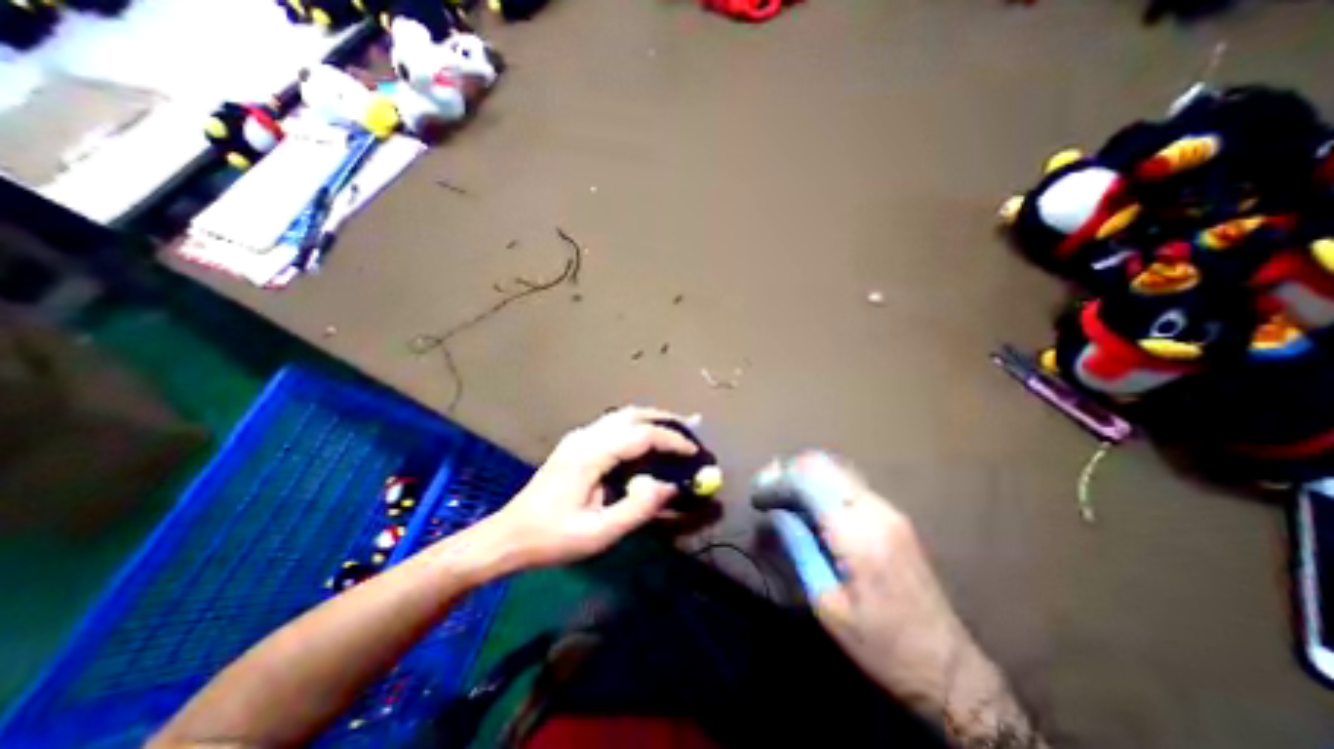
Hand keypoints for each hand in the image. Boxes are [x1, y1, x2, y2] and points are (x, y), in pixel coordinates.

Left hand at [488, 411, 697, 567]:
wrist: (509, 535)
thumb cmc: (552, 538)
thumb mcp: (598, 533)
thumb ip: (637, 509)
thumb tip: (668, 486)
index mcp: (590, 455)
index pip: (641, 435)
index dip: (672, 441)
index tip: (694, 453)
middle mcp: (585, 436)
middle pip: (632, 415)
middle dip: (665, 420)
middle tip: (691, 432)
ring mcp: (579, 437)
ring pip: (623, 416)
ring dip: (651, 420)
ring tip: (674, 433)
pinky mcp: (576, 443)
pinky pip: (614, 425)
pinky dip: (637, 426)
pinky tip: (646, 441)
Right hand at [794, 455, 1034, 745]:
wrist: (948, 668)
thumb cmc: (880, 645)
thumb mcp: (827, 604)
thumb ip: (799, 548)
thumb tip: (775, 513)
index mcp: (857, 534)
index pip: (806, 481)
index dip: (776, 482)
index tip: (757, 497)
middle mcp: (875, 510)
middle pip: (822, 464)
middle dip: (787, 470)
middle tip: (766, 490)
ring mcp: (889, 509)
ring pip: (836, 469)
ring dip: (805, 474)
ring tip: (782, 494)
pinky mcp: (894, 515)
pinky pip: (849, 484)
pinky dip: (823, 484)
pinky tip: (810, 503)